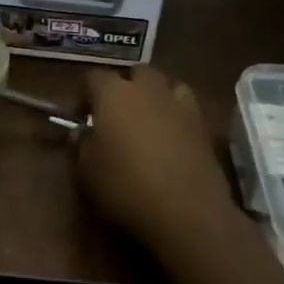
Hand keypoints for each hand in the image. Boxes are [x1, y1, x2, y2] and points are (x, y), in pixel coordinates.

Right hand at [76, 67, 241, 245]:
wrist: (186, 211)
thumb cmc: (125, 186)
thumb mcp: (86, 170)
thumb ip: (82, 144)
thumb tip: (85, 134)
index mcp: (113, 94)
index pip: (93, 77)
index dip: (84, 94)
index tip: (79, 115)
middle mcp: (148, 90)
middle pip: (136, 72)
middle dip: (124, 86)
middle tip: (115, 114)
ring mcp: (181, 106)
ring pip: (167, 86)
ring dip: (155, 96)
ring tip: (147, 120)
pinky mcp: (204, 127)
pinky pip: (186, 109)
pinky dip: (177, 116)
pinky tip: (171, 138)